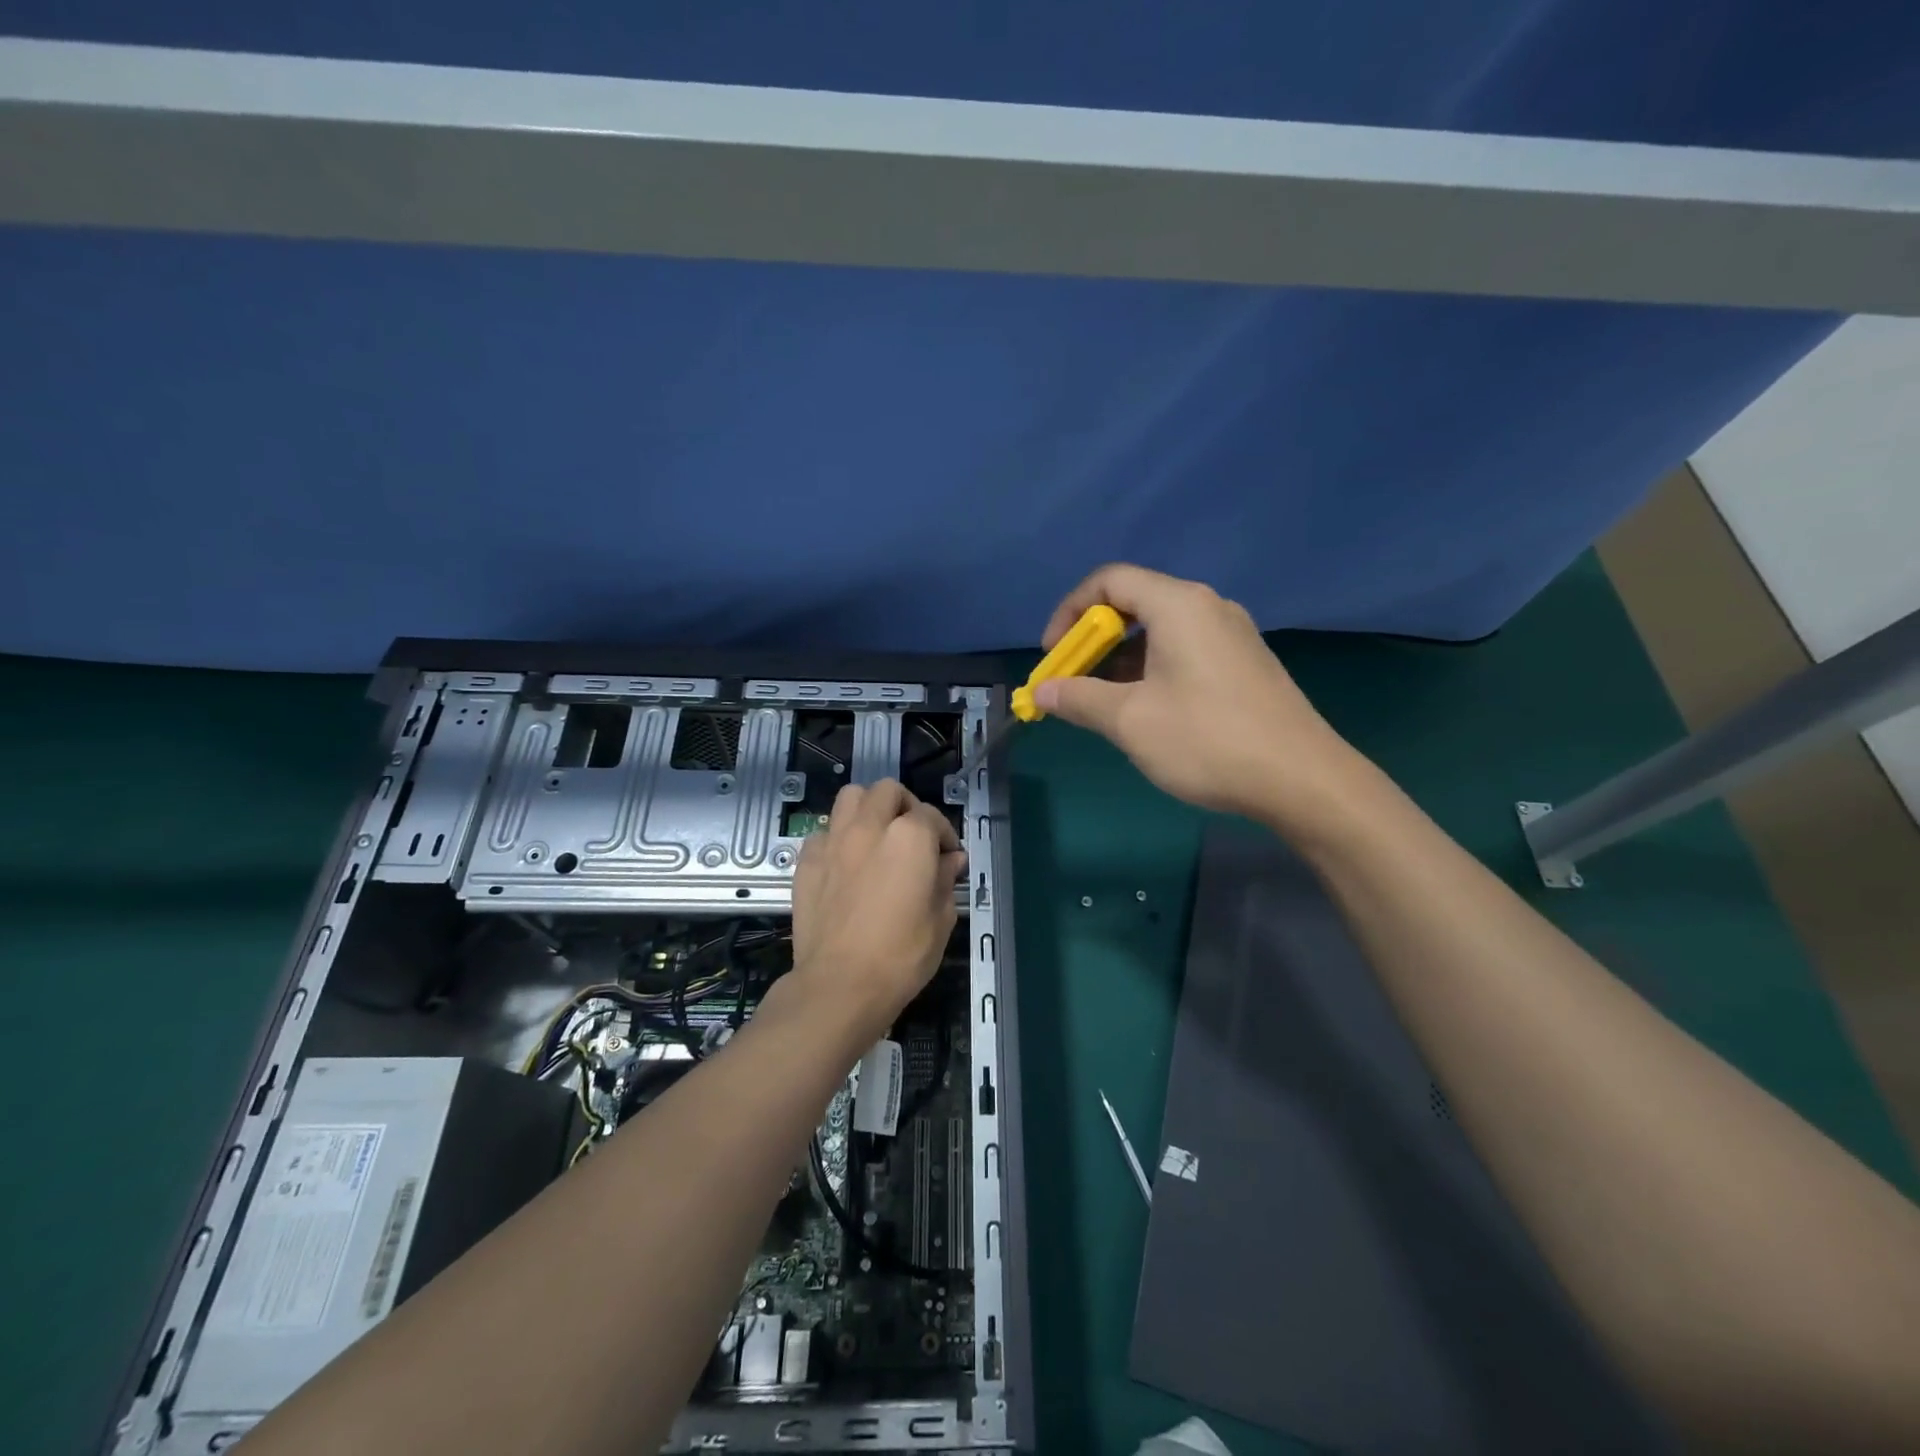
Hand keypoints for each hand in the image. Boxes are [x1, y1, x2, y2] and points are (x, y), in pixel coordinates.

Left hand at [788, 780, 965, 1041]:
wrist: (840, 985)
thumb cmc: (901, 955)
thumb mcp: (941, 920)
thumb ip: (946, 880)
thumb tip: (951, 860)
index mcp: (909, 837)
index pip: (932, 816)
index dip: (944, 835)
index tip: (948, 858)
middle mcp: (869, 826)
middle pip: (888, 791)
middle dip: (904, 806)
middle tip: (911, 836)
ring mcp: (833, 840)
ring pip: (850, 797)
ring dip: (867, 808)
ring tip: (875, 836)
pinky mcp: (806, 860)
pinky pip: (823, 831)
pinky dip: (837, 838)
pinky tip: (845, 862)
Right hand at [1034, 564, 1371, 828]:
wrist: (1303, 780)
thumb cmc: (1207, 740)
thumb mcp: (1130, 720)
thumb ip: (1079, 698)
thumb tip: (1043, 690)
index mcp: (1179, 605)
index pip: (1109, 581)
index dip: (1069, 612)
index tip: (1054, 656)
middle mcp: (1208, 607)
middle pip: (1135, 603)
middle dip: (1093, 640)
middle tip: (1074, 682)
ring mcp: (1233, 635)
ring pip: (1161, 631)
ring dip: (1121, 660)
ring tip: (1105, 705)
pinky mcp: (1245, 664)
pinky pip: (1185, 651)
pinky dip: (1153, 670)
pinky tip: (1148, 712)